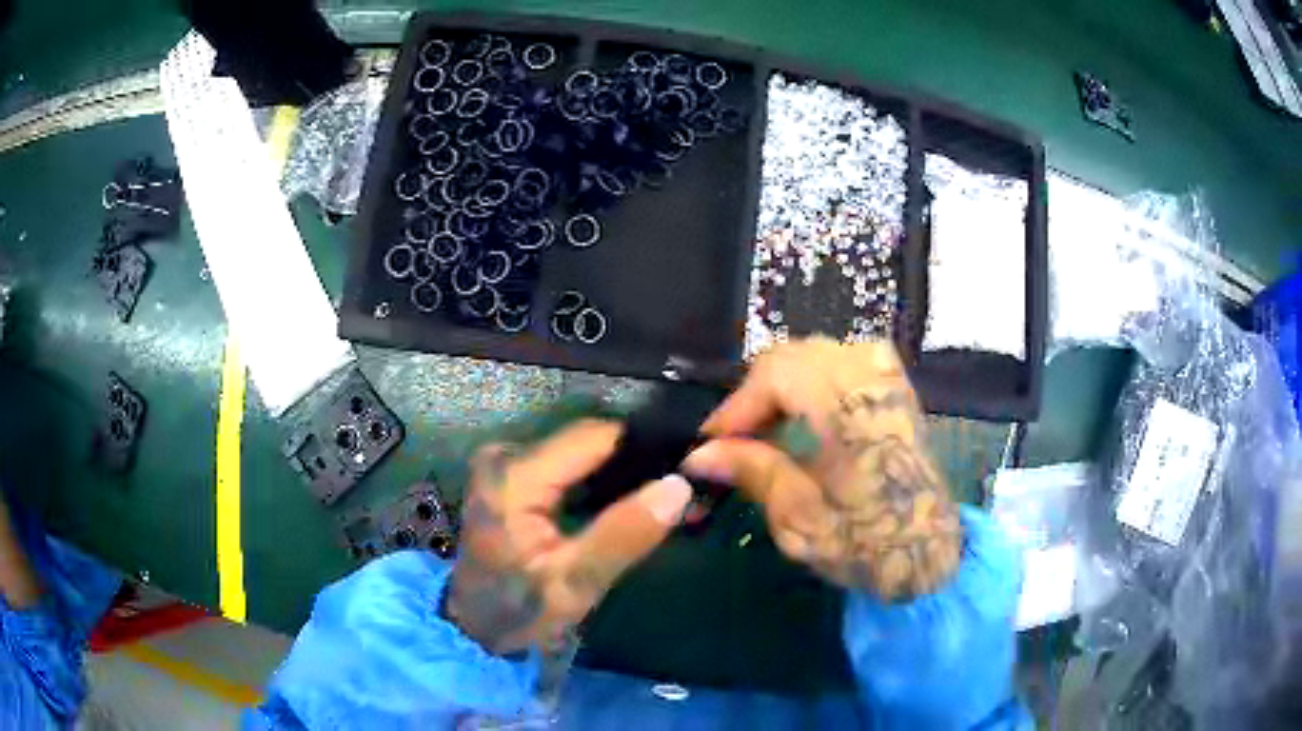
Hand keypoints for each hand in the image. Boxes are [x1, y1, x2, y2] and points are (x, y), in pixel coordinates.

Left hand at [445, 420, 692, 654]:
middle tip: (680, 491)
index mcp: (516, 476)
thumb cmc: (519, 611)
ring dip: (619, 471)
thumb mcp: (575, 584)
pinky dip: (597, 480)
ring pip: (580, 452)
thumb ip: (624, 534)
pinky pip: (566, 465)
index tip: (688, 468)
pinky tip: (625, 502)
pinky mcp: (510, 476)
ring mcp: (504, 463)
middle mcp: (506, 455)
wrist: (473, 627)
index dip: (645, 447)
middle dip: (635, 462)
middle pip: (587, 441)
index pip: (595, 437)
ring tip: (661, 497)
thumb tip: (679, 486)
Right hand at [683, 337, 962, 601]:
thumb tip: (699, 455)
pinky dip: (811, 382)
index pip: (775, 375)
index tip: (708, 446)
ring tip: (764, 431)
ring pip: (814, 354)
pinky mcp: (894, 385)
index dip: (734, 407)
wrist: (931, 550)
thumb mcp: (802, 522)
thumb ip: (755, 474)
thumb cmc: (868, 546)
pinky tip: (803, 418)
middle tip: (732, 442)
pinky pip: (840, 360)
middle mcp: (871, 381)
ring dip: (780, 388)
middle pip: (791, 357)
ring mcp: (888, 377)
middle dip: (753, 397)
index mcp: (850, 414)